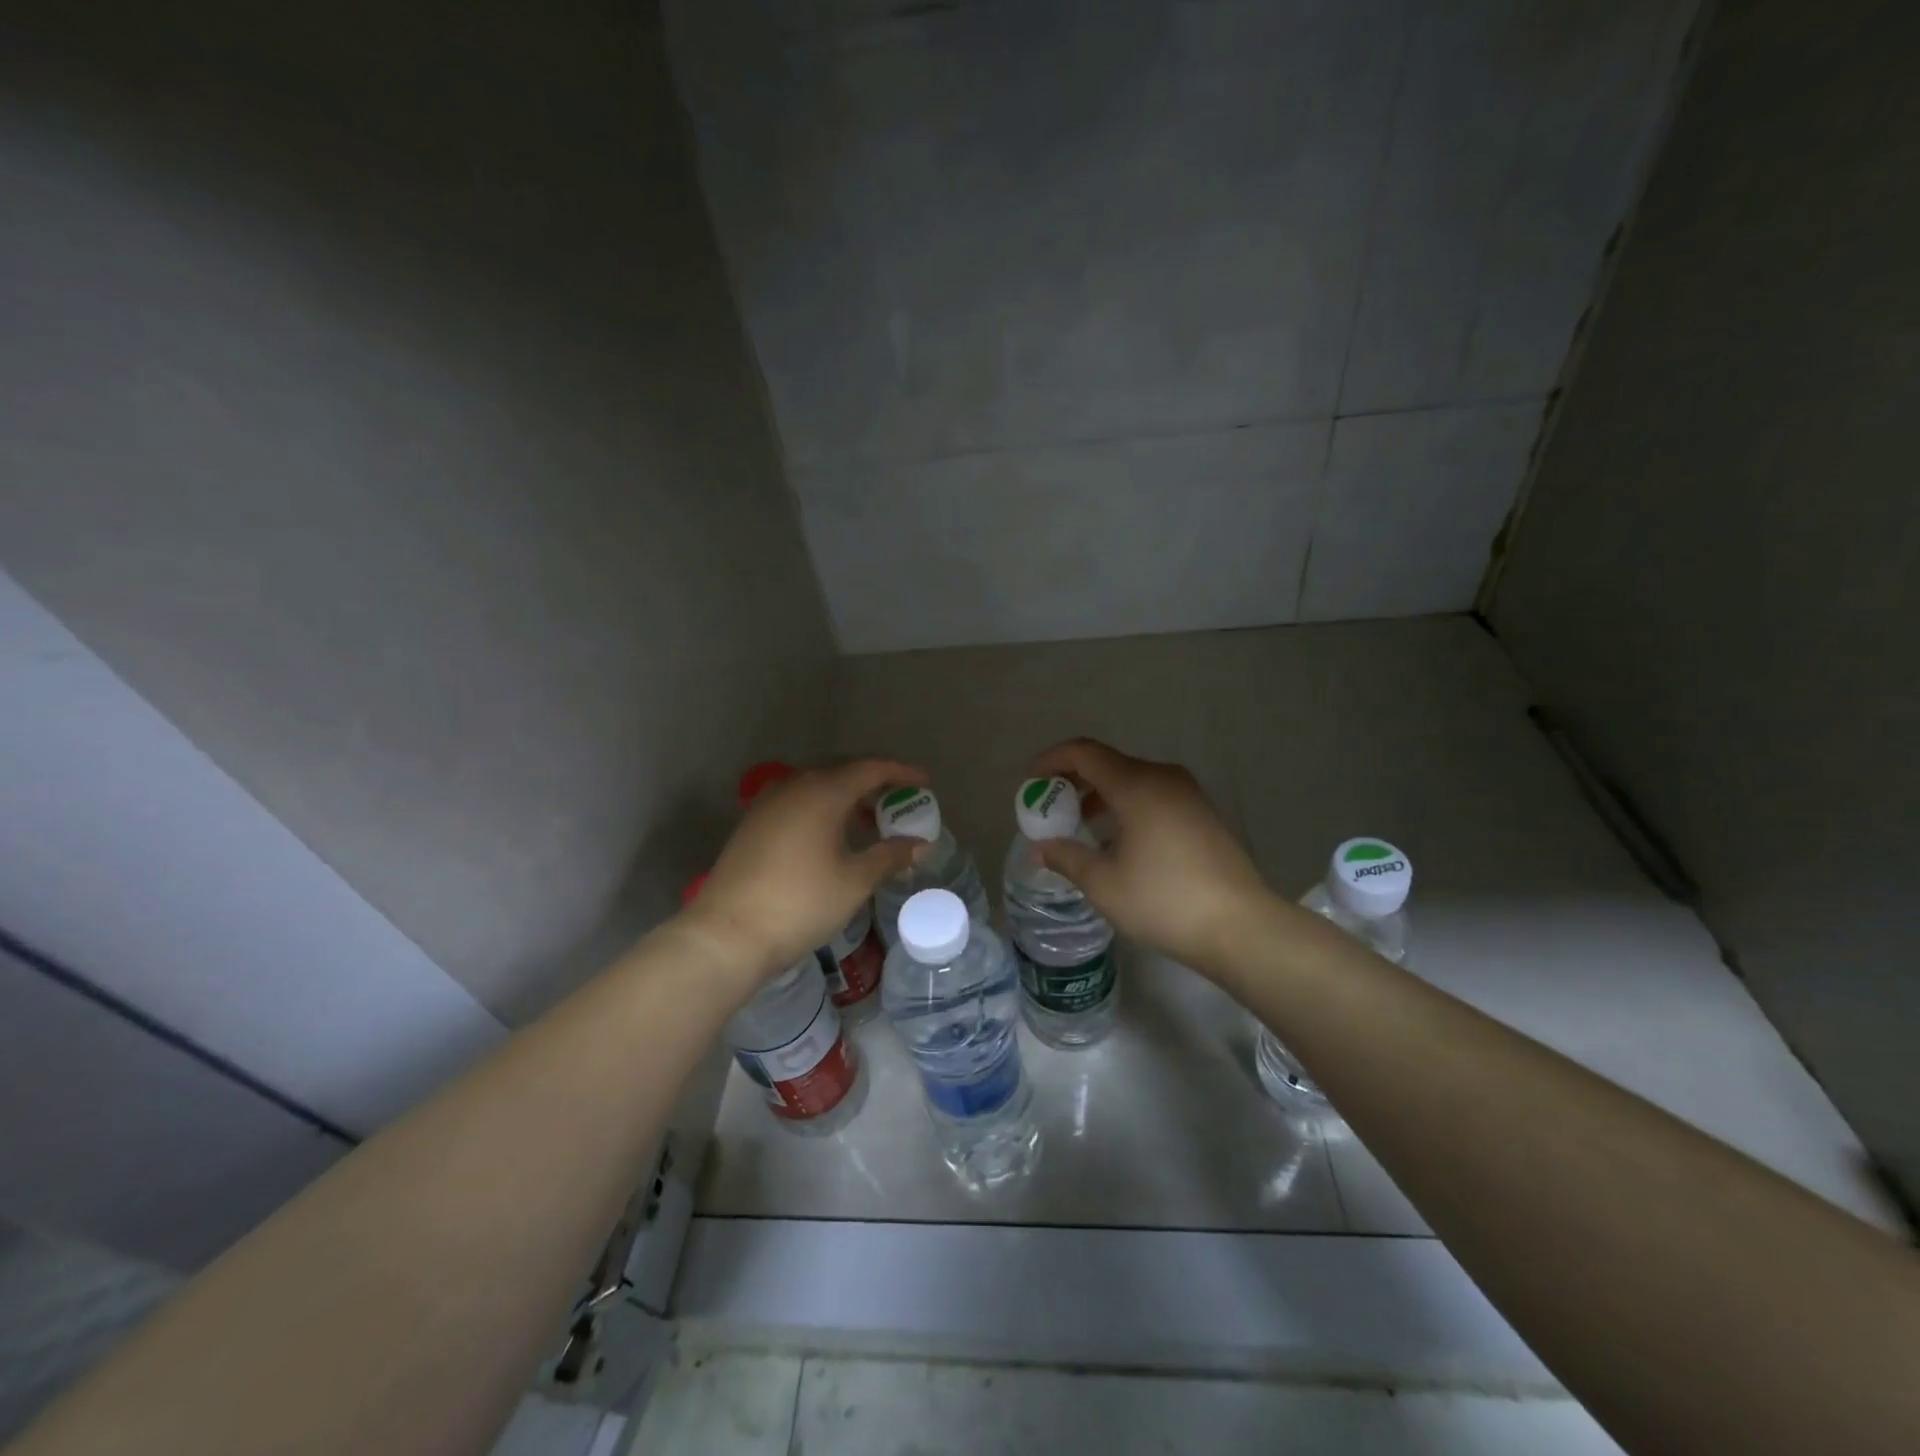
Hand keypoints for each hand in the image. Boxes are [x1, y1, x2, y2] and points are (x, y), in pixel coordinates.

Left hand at [679, 758, 927, 986]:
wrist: (728, 935)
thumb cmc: (800, 903)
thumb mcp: (854, 881)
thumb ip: (890, 856)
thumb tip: (921, 844)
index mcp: (822, 791)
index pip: (870, 768)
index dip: (901, 773)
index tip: (926, 784)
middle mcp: (793, 785)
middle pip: (843, 771)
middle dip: (875, 784)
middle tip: (900, 803)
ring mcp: (768, 803)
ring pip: (817, 786)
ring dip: (848, 798)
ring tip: (871, 824)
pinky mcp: (753, 823)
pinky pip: (798, 802)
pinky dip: (823, 809)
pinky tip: (833, 837)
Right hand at [1031, 738, 1274, 973]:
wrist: (1240, 926)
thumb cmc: (1164, 900)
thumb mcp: (1103, 883)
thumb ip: (1067, 857)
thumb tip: (1040, 848)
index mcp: (1136, 785)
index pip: (1084, 752)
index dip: (1052, 760)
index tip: (1031, 781)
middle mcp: (1163, 778)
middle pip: (1108, 763)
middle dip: (1074, 780)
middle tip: (1050, 806)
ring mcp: (1188, 794)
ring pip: (1133, 780)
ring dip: (1100, 795)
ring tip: (1079, 825)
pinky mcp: (1202, 813)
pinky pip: (1153, 795)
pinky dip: (1126, 805)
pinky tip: (1118, 839)